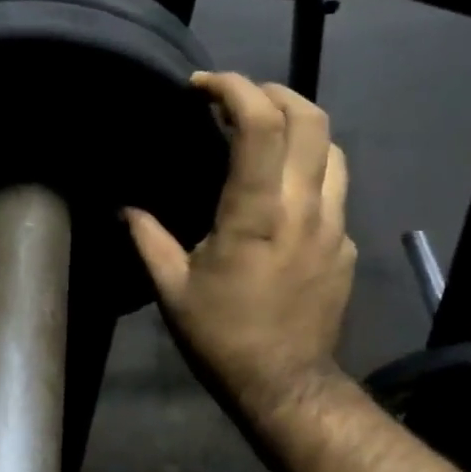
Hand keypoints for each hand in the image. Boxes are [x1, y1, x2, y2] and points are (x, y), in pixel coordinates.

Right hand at [125, 72, 354, 422]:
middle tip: (237, 99)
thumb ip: (147, 239)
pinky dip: (309, 168)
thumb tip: (124, 207)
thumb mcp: (172, 290)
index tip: (202, 87)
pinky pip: (336, 187)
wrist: (285, 384)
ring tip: (264, 133)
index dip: (234, 88)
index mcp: (255, 215)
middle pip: (311, 119)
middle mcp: (303, 208)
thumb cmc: (222, 337)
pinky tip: (282, 189)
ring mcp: (334, 225)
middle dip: (273, 92)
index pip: (261, 125)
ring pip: (333, 148)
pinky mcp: (345, 244)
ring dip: (298, 125)